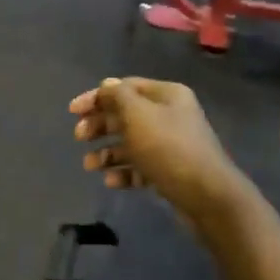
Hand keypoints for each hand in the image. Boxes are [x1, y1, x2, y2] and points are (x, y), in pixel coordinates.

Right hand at [69, 77, 241, 211]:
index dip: (96, 97)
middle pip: (125, 115)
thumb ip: (117, 96)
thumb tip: (106, 85)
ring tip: (90, 166)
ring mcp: (170, 144)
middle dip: (99, 126)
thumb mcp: (137, 115)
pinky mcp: (169, 170)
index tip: (72, 112)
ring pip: (130, 143)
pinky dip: (123, 172)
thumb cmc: (168, 148)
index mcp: (166, 95)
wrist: (206, 195)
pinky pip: (140, 167)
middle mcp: (169, 115)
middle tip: (79, 137)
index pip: (124, 88)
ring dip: (106, 152)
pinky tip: (111, 181)